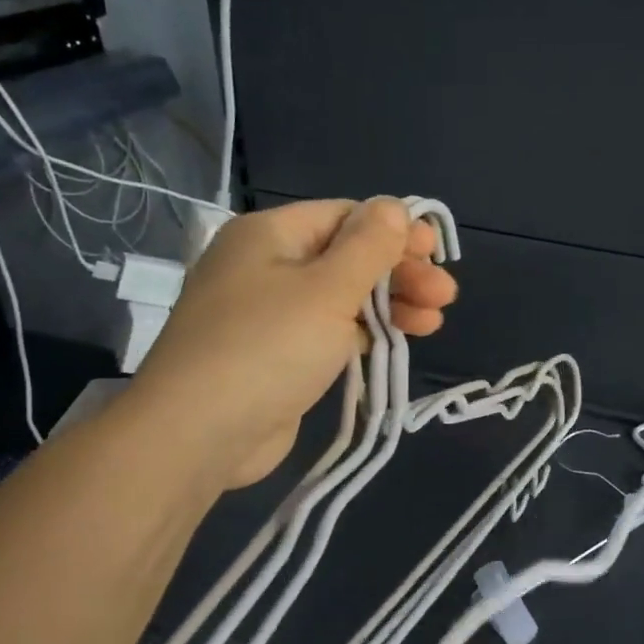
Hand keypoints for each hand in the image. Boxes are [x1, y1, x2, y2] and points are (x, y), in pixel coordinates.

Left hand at [125, 198, 458, 489]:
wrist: (198, 436)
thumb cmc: (267, 348)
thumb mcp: (327, 289)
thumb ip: (368, 246)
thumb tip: (394, 207)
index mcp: (270, 236)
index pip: (345, 216)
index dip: (395, 231)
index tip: (436, 253)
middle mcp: (266, 267)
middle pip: (347, 256)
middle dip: (400, 273)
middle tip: (445, 296)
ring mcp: (269, 314)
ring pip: (342, 296)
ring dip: (391, 304)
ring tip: (434, 322)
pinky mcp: (277, 355)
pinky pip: (329, 330)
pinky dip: (365, 332)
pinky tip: (399, 340)